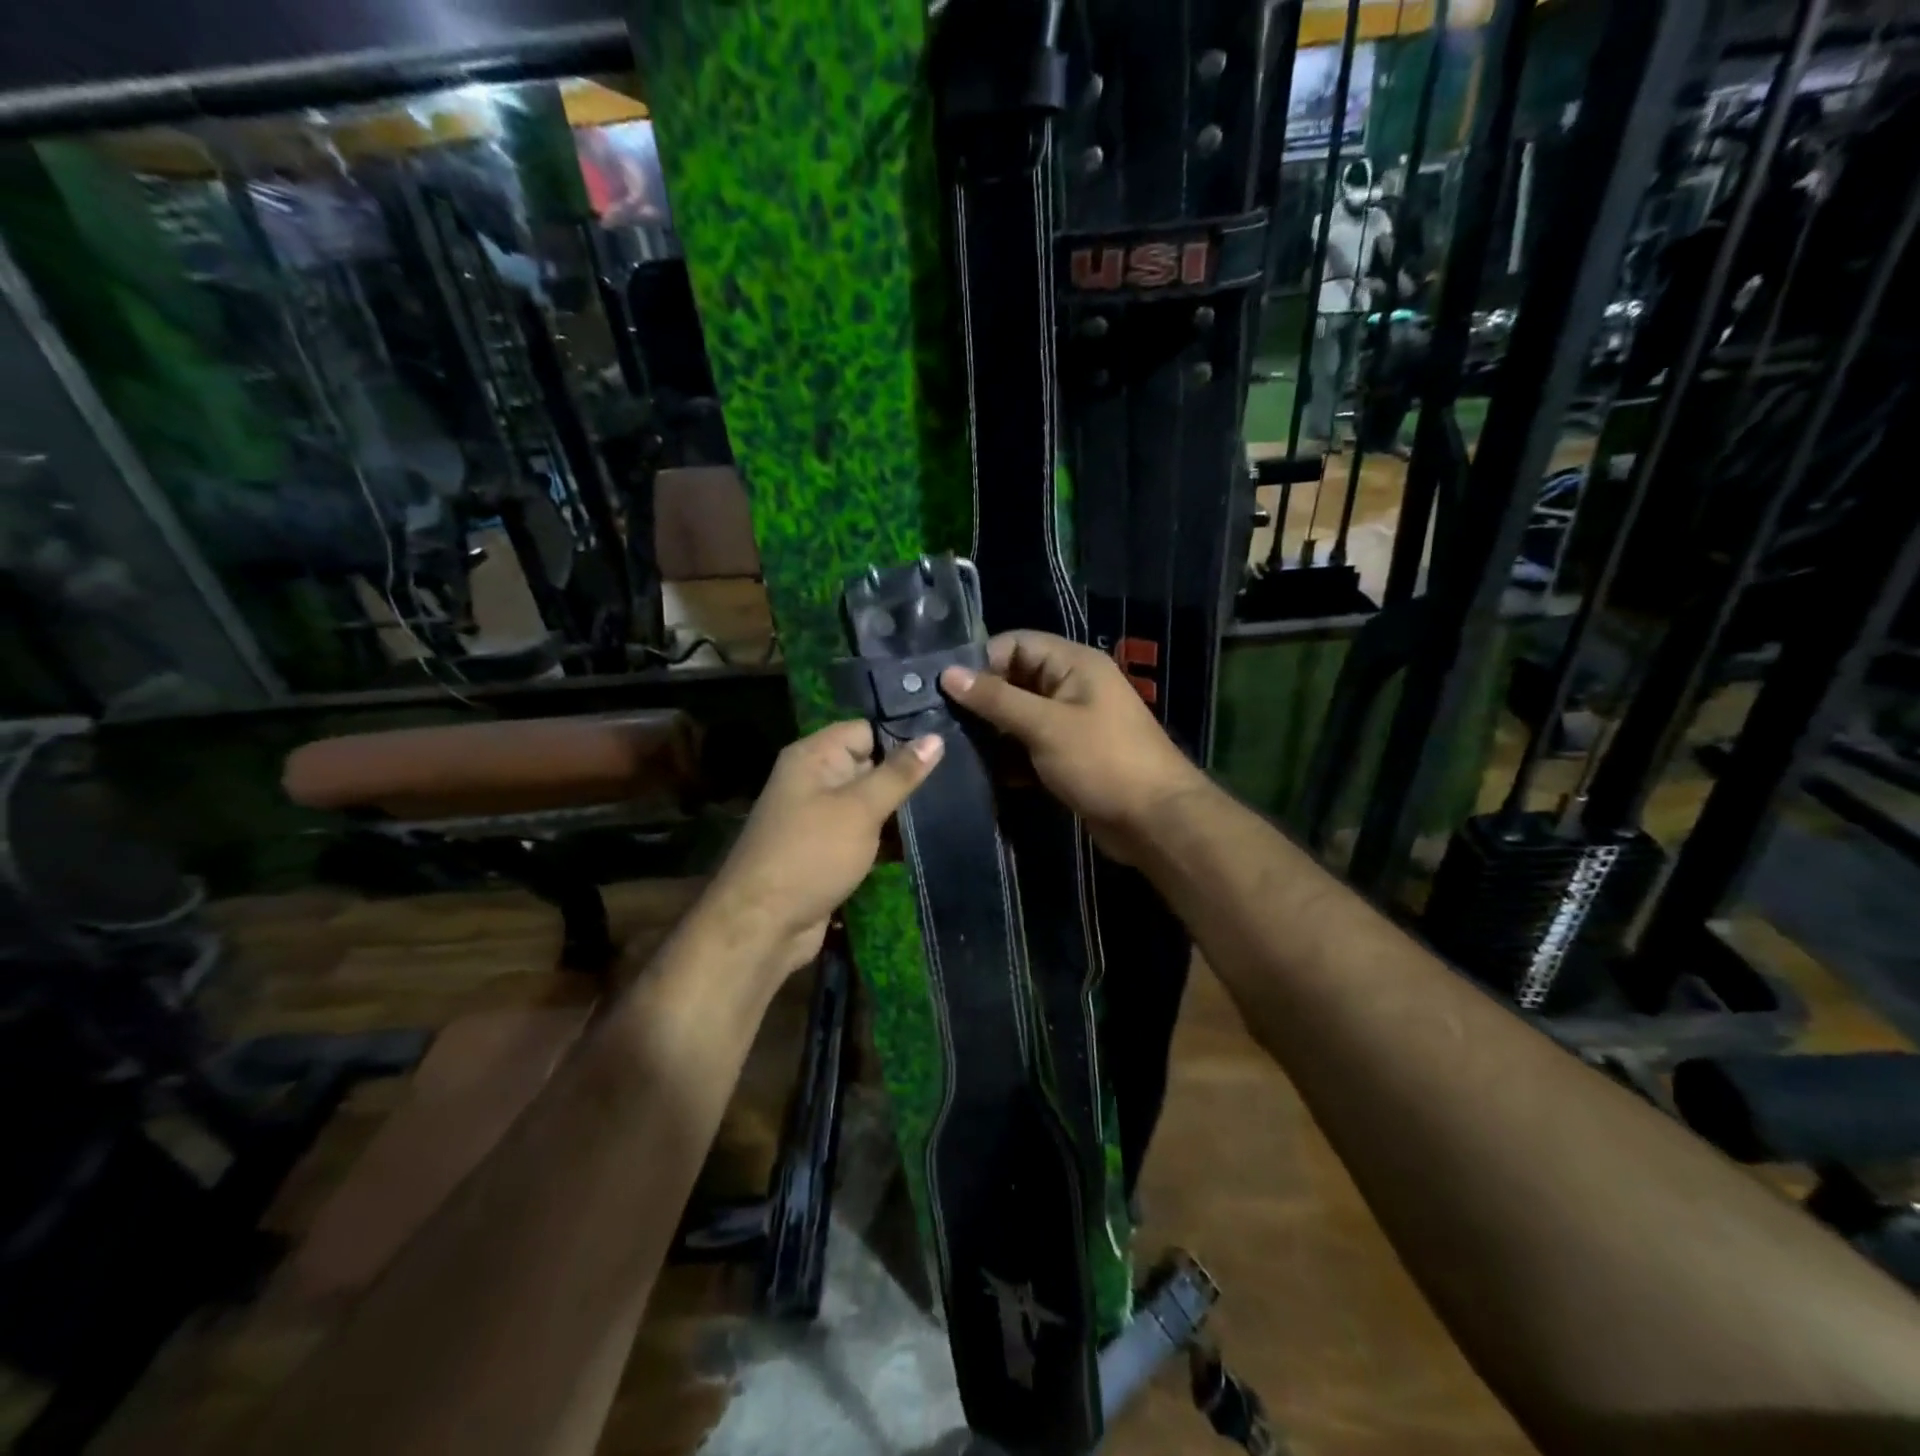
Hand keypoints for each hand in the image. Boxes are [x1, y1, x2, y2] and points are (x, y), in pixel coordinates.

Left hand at [700, 720, 942, 977]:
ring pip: (868, 803)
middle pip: (868, 765)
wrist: (763, 925)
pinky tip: (922, 842)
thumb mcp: (860, 809)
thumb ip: (898, 774)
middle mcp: (813, 780)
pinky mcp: (825, 850)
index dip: (901, 738)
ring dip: (898, 812)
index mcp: (813, 757)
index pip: (865, 730)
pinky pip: (862, 833)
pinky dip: (885, 839)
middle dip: (905, 777)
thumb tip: (936, 737)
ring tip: (948, 811)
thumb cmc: (811, 854)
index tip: (945, 749)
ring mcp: (818, 818)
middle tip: (954, 783)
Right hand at [940, 632, 1209, 864]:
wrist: (1155, 821)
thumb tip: (948, 673)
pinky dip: (1010, 755)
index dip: (981, 662)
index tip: (944, 690)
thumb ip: (996, 699)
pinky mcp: (1069, 755)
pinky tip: (983, 772)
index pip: (1015, 644)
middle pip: (1015, 679)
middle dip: (981, 699)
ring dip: (992, 731)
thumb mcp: (1045, 725)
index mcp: (1074, 664)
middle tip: (941, 722)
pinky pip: (1030, 745)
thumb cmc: (1102, 762)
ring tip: (954, 747)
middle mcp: (1072, 686)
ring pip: (1019, 715)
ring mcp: (1072, 722)